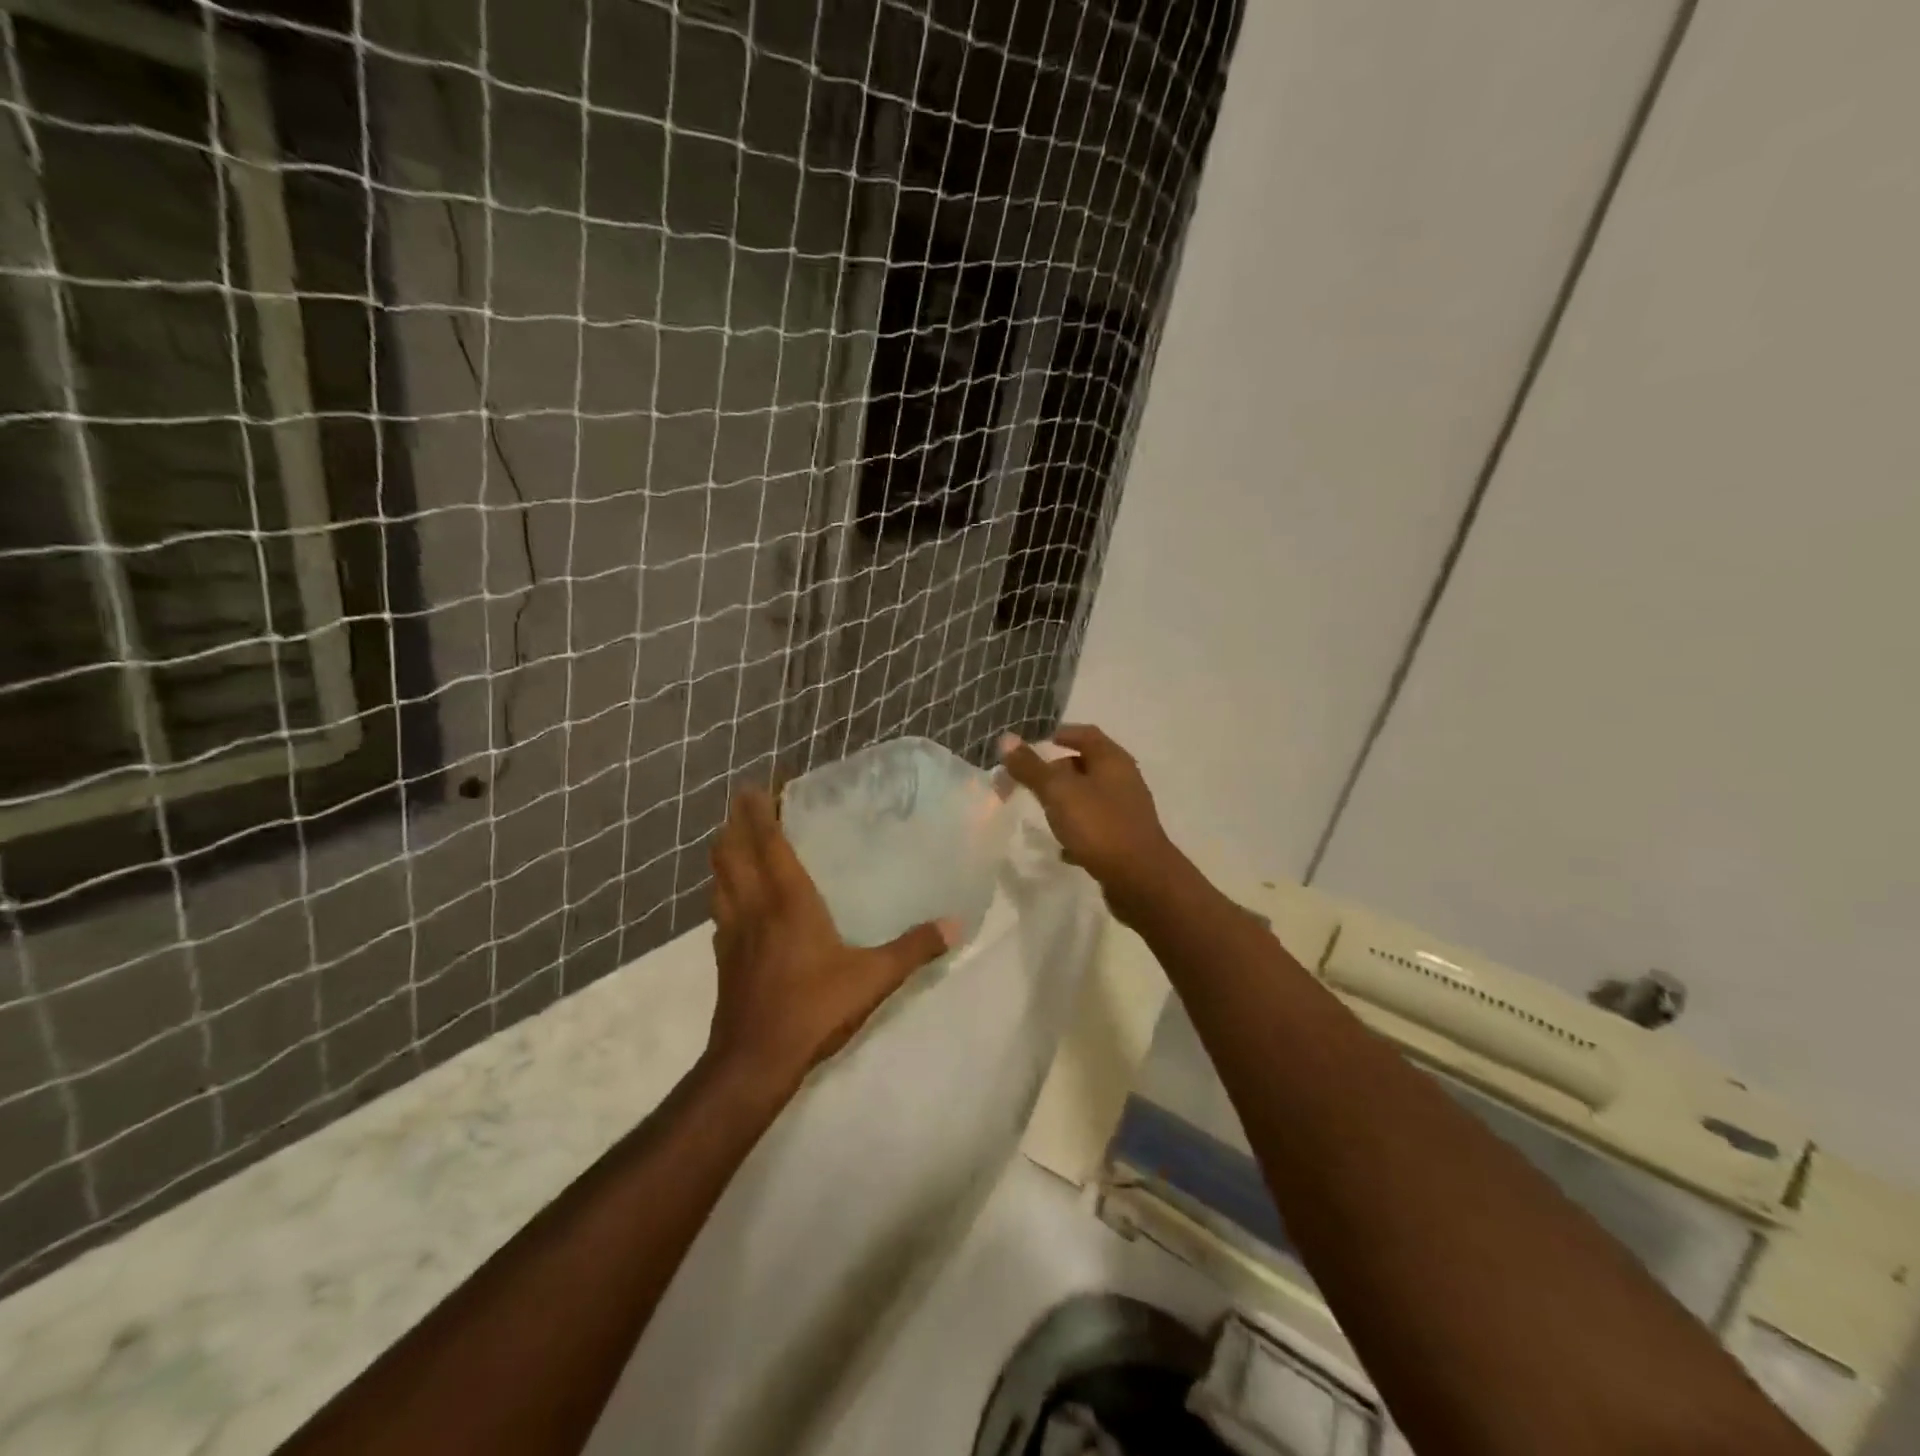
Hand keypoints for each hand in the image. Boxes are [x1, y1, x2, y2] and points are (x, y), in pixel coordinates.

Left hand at [706, 788, 957, 1094]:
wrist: (754, 1061)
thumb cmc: (813, 1009)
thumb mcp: (873, 978)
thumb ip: (914, 948)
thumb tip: (955, 924)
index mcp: (787, 901)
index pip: (767, 842)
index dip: (759, 810)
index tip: (758, 783)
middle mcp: (754, 905)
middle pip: (731, 851)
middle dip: (734, 821)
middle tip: (747, 801)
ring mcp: (732, 930)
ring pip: (718, 876)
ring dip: (724, 850)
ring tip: (736, 836)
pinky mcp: (722, 955)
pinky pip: (718, 905)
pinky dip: (723, 885)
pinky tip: (735, 894)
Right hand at [999, 724, 1181, 919]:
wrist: (1141, 880)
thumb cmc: (1099, 826)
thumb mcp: (1059, 792)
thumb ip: (1031, 767)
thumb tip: (1006, 739)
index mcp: (1112, 761)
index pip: (1086, 734)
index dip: (1062, 734)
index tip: (1037, 743)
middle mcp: (1124, 780)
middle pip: (1088, 765)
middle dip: (1058, 770)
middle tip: (1030, 780)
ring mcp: (1126, 812)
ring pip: (1091, 797)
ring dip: (1067, 801)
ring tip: (1042, 811)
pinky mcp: (1125, 840)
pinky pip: (1096, 828)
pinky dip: (1077, 831)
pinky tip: (1061, 848)